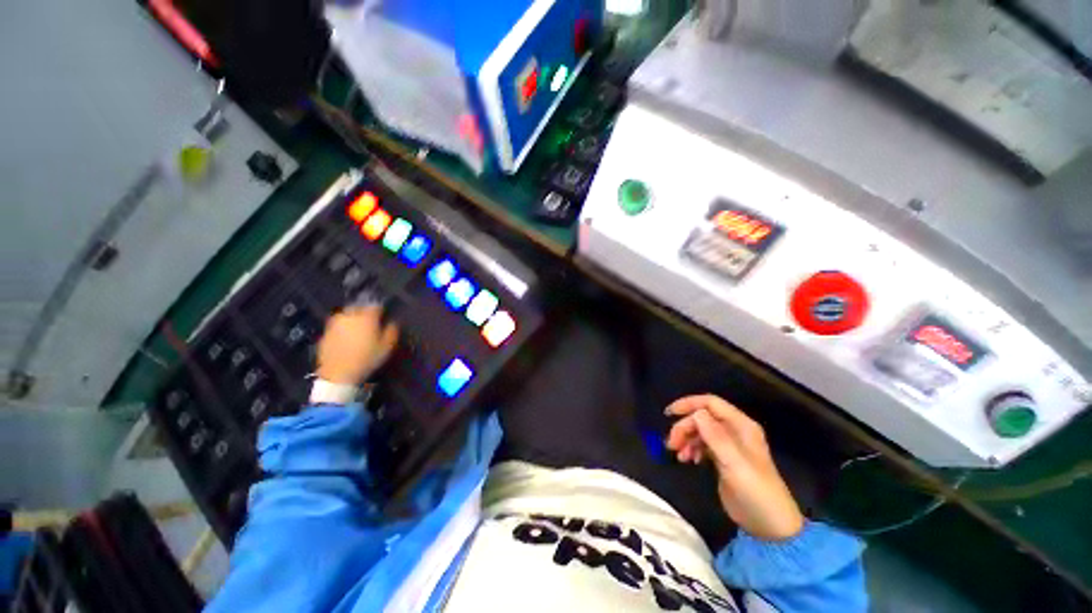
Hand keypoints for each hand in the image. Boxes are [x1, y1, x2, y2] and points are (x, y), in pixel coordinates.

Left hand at [315, 306, 398, 384]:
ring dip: (352, 318)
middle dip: (364, 311)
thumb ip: (392, 331)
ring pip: (345, 314)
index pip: (375, 306)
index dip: (381, 310)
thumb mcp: (387, 346)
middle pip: (358, 307)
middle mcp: (350, 316)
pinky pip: (336, 325)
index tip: (383, 315)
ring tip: (356, 327)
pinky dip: (342, 328)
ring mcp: (335, 324)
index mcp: (367, 317)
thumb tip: (392, 322)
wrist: (338, 373)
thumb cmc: (367, 358)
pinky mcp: (325, 333)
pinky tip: (345, 337)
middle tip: (370, 321)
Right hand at [666, 395, 803, 540]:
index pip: (711, 403)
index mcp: (741, 426)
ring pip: (700, 430)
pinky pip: (702, 444)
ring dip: (686, 438)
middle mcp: (735, 431)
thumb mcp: (734, 463)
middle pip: (702, 417)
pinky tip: (688, 460)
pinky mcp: (724, 459)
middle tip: (671, 444)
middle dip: (684, 427)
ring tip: (678, 455)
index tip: (669, 414)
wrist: (770, 527)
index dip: (689, 404)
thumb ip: (715, 436)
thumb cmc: (755, 492)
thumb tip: (695, 413)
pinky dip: (692, 448)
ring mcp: (730, 445)